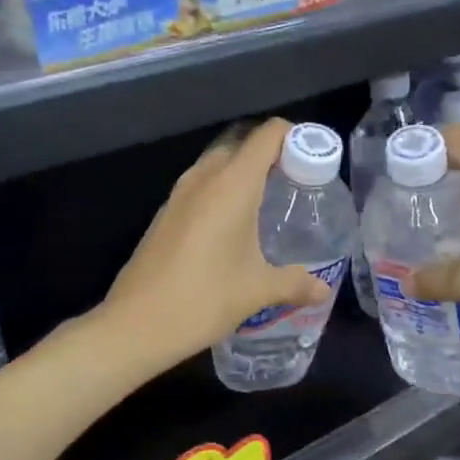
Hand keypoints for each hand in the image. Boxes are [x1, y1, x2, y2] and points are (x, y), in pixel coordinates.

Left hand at [104, 118, 331, 365]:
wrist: (136, 324)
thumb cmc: (204, 298)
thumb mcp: (258, 291)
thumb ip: (295, 283)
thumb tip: (322, 290)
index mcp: (232, 184)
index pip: (267, 135)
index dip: (295, 137)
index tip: (314, 160)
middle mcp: (203, 178)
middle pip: (241, 144)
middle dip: (270, 155)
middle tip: (295, 183)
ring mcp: (178, 195)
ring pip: (216, 165)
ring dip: (242, 173)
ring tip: (266, 204)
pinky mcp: (164, 215)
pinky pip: (199, 187)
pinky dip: (221, 192)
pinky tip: (232, 228)